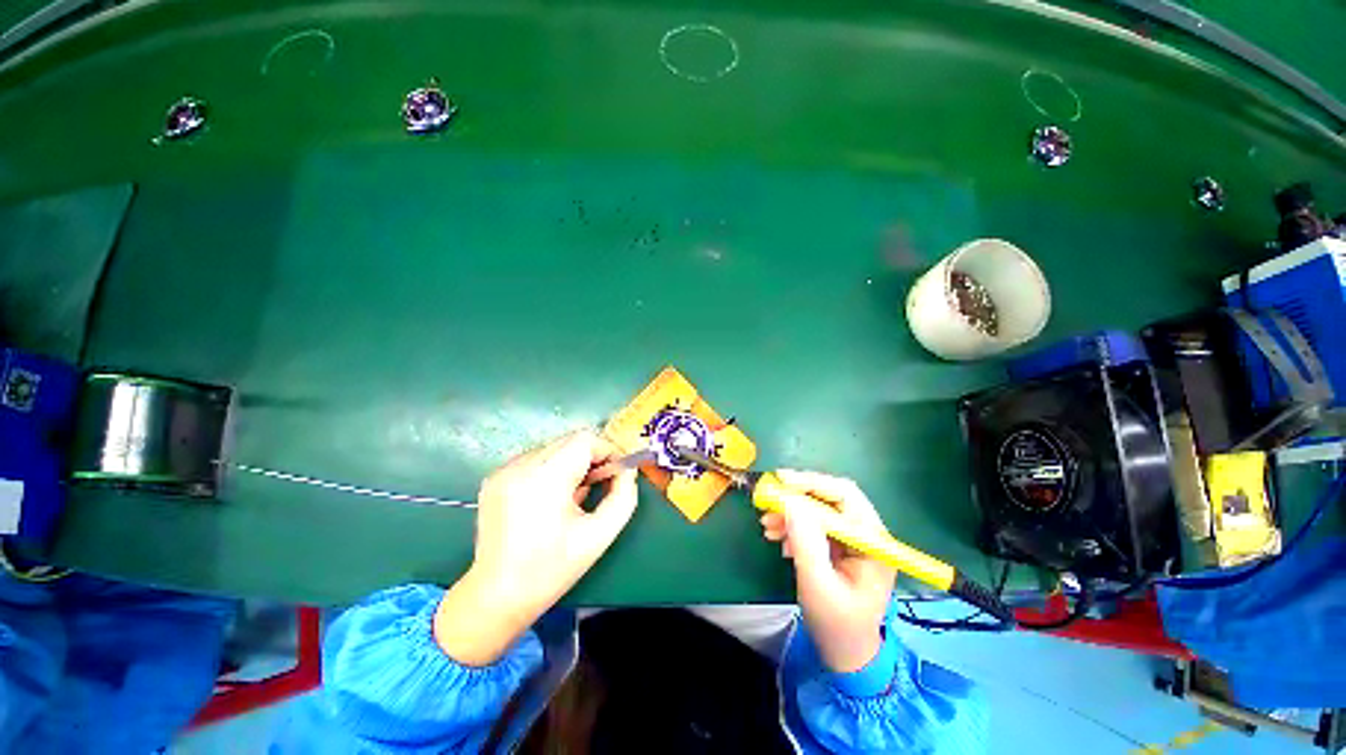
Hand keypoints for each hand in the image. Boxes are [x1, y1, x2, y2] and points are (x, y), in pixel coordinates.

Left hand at [435, 430, 638, 665]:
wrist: (496, 597)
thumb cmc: (552, 569)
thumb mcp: (601, 535)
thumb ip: (624, 496)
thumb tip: (627, 470)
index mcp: (546, 478)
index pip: (585, 439)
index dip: (608, 451)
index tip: (616, 473)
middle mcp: (521, 465)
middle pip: (570, 440)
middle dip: (592, 457)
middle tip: (600, 484)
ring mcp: (504, 470)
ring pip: (554, 448)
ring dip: (572, 462)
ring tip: (574, 495)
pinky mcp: (494, 477)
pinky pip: (535, 459)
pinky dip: (552, 469)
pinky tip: (551, 498)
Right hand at [760, 470, 896, 673]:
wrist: (845, 653)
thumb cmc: (836, 624)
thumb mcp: (817, 584)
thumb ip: (806, 542)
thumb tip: (790, 502)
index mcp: (873, 541)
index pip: (844, 496)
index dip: (811, 483)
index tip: (780, 481)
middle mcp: (867, 533)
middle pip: (832, 496)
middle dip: (798, 496)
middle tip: (769, 499)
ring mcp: (854, 538)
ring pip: (821, 508)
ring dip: (792, 511)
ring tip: (768, 525)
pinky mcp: (840, 544)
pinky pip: (815, 522)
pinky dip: (794, 524)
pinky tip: (779, 538)